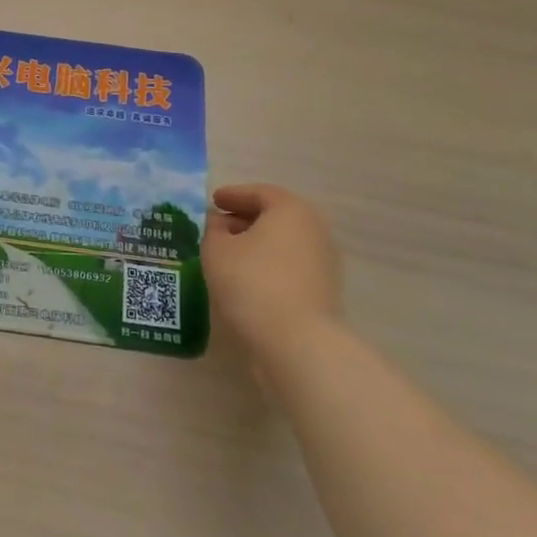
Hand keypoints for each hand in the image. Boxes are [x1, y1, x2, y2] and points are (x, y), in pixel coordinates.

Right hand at [202, 184, 342, 358]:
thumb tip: (218, 223)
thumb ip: (213, 229)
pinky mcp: (324, 291)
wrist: (297, 342)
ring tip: (228, 255)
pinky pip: (289, 266)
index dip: (232, 195)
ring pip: (283, 243)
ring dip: (256, 244)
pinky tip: (247, 278)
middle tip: (217, 228)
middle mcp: (314, 229)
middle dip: (244, 220)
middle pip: (274, 217)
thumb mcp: (216, 250)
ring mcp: (324, 262)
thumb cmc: (252, 282)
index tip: (213, 201)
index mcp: (290, 210)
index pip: (258, 193)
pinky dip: (268, 265)